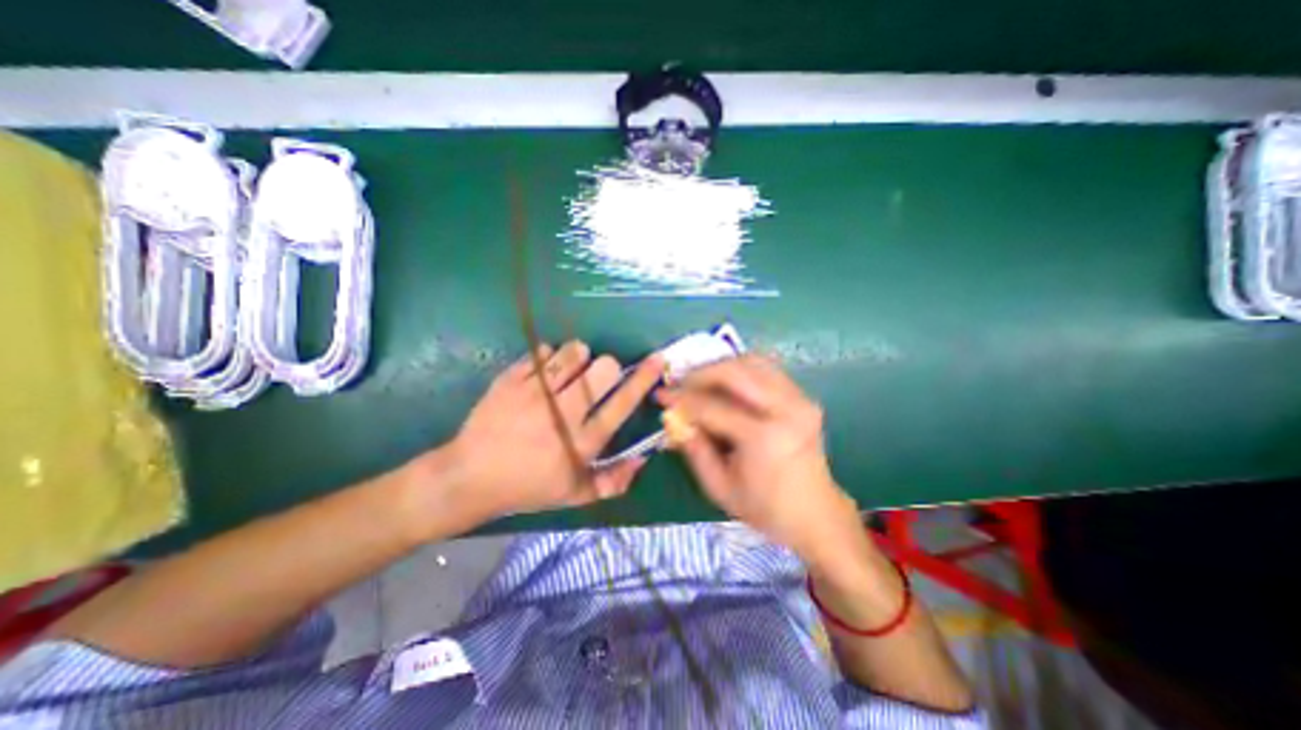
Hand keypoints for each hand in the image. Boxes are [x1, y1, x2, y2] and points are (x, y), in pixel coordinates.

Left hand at [437, 339, 664, 520]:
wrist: (469, 478)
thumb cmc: (527, 487)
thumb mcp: (575, 495)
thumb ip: (614, 481)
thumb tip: (643, 458)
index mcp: (583, 441)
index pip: (623, 402)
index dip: (644, 378)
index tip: (657, 359)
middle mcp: (563, 413)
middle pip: (602, 369)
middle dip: (607, 367)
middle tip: (596, 377)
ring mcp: (535, 393)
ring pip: (573, 353)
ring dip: (579, 357)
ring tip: (569, 371)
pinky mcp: (511, 379)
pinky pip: (542, 352)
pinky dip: (548, 358)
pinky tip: (541, 373)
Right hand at [661, 356, 861, 565]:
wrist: (816, 513)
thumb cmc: (765, 507)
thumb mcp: (720, 487)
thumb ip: (694, 450)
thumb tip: (673, 417)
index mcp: (764, 438)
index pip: (712, 407)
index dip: (682, 399)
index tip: (661, 395)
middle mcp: (785, 409)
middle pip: (735, 371)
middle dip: (700, 373)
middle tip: (680, 383)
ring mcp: (799, 399)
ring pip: (752, 361)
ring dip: (720, 366)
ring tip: (700, 381)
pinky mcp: (803, 396)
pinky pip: (766, 369)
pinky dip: (741, 369)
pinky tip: (726, 383)